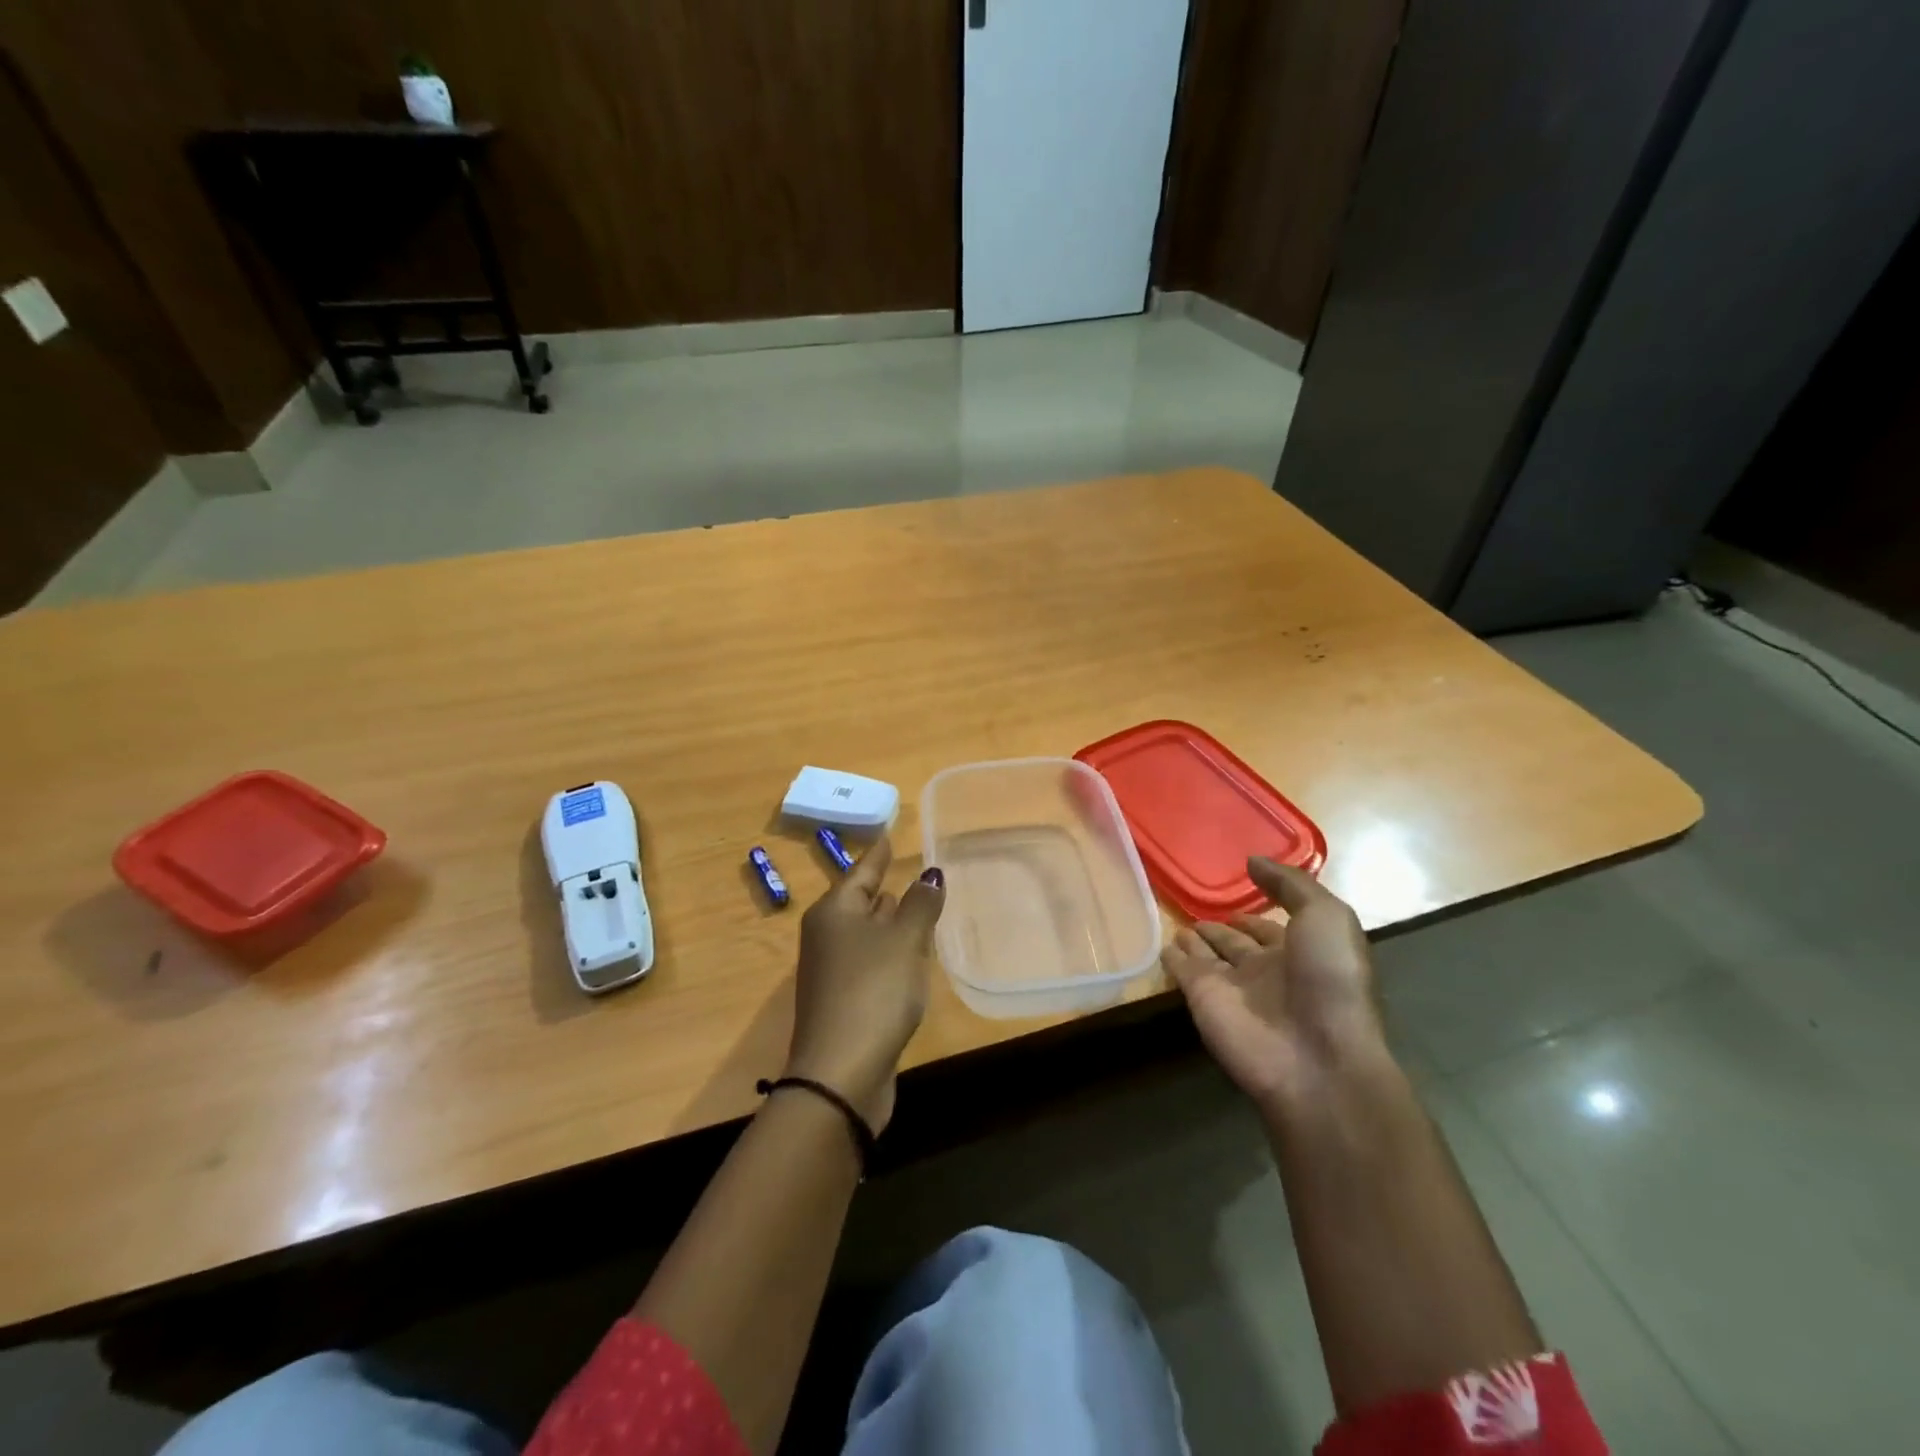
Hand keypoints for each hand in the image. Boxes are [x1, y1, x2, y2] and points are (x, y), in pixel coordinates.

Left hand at [785, 837, 944, 1134]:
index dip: (878, 854)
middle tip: (906, 867)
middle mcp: (828, 936)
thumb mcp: (903, 941)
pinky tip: (911, 954)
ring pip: (866, 933)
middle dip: (882, 886)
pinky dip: (890, 951)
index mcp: (834, 913)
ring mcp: (834, 971)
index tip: (889, 835)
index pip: (861, 871)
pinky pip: (872, 962)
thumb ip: (920, 905)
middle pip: (859, 902)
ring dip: (889, 920)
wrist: (841, 1073)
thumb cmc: (873, 991)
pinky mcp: (846, 1002)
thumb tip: (930, 874)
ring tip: (914, 904)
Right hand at [1162, 857, 1387, 1116]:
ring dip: (1196, 941)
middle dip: (1223, 928)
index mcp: (1300, 952)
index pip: (1272, 928)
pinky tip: (1162, 946)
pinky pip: (1181, 971)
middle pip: (1237, 943)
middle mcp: (1265, 970)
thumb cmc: (1329, 980)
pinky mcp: (1201, 998)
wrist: (1315, 1057)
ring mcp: (1231, 986)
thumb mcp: (1326, 917)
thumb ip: (1290, 884)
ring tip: (1180, 926)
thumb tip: (1252, 861)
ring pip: (1208, 956)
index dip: (1258, 913)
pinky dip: (1172, 959)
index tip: (1239, 894)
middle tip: (1200, 911)